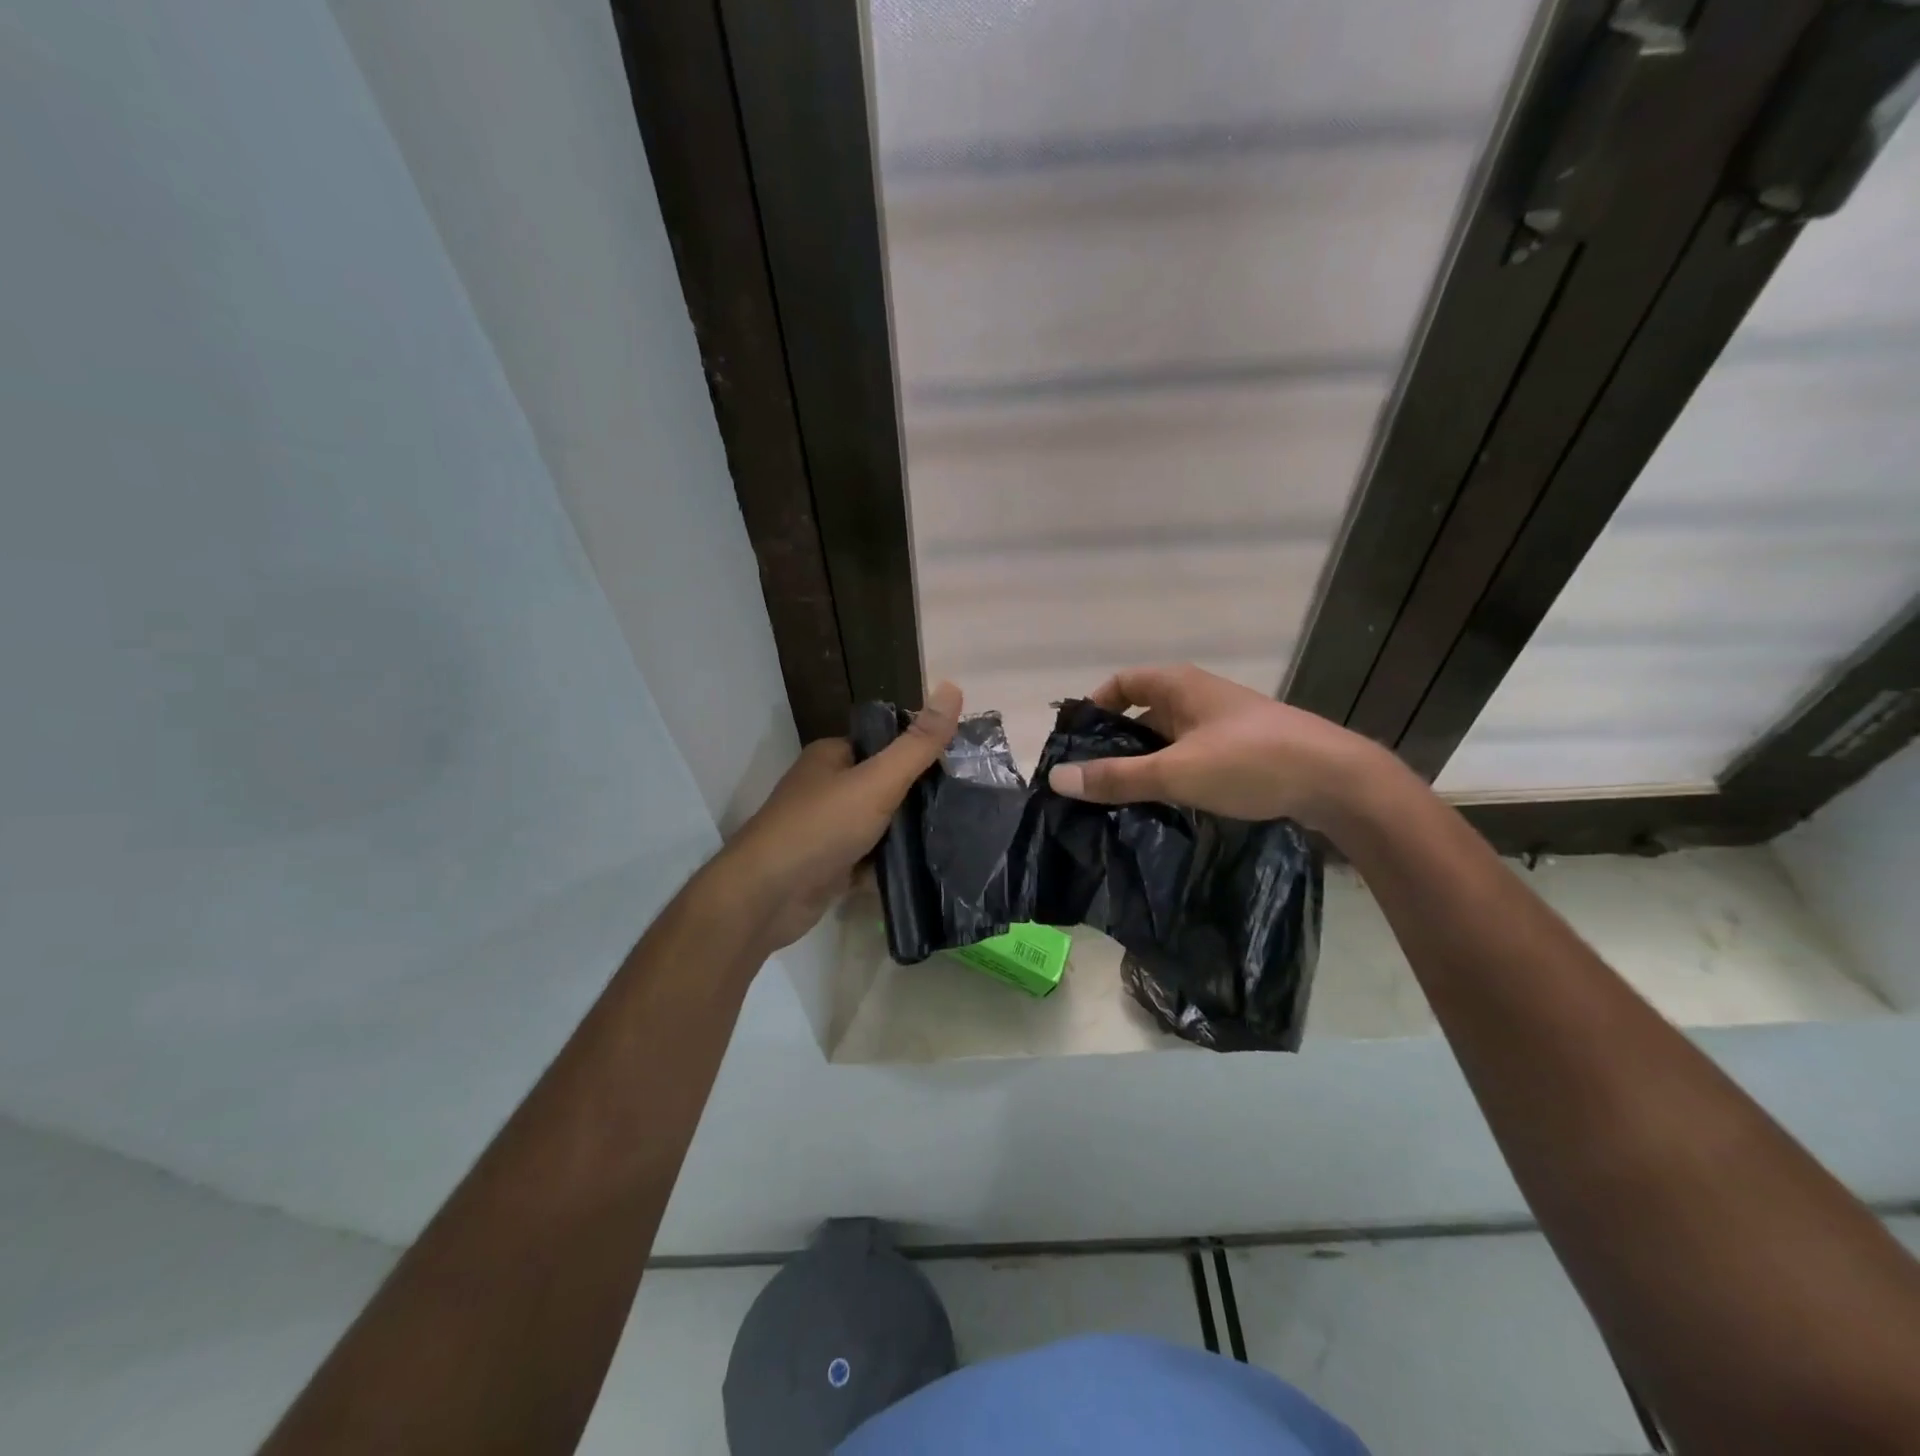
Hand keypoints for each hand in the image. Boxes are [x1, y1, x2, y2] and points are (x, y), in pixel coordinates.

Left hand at [716, 683, 961, 951]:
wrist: (766, 897)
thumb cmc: (820, 828)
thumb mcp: (877, 781)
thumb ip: (918, 744)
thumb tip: (953, 688)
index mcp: (832, 756)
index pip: (886, 744)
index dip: (920, 753)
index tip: (962, 767)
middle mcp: (827, 787)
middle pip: (885, 786)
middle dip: (918, 799)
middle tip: (963, 807)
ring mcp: (827, 828)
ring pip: (880, 825)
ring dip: (907, 835)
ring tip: (954, 838)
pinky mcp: (829, 865)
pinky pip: (870, 859)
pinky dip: (890, 865)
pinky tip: (925, 869)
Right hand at [1046, 664, 1388, 828]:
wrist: (1337, 780)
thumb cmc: (1250, 762)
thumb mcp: (1175, 771)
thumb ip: (1116, 777)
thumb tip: (1058, 778)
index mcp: (1180, 684)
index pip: (1121, 682)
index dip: (1094, 706)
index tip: (1075, 741)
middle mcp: (1200, 695)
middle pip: (1142, 710)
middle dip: (1115, 741)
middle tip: (1090, 777)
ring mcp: (1224, 722)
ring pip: (1169, 736)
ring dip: (1145, 761)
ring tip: (1120, 796)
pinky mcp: (1244, 748)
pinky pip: (1193, 754)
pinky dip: (1173, 772)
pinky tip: (1166, 802)